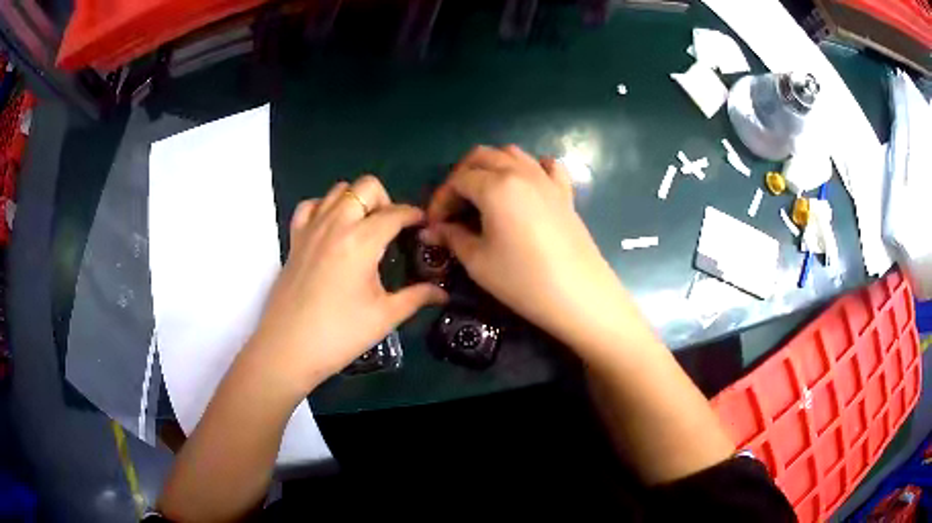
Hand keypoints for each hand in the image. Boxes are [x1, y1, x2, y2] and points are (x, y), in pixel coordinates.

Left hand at [252, 175, 446, 389]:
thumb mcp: (384, 316)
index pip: (395, 213)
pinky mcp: (294, 239)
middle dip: (385, 200)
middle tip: (391, 229)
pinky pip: (311, 205)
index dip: (414, 215)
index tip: (423, 225)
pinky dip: (325, 207)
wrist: (288, 349)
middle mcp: (336, 224)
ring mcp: (311, 228)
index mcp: (361, 240)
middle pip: (366, 187)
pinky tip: (332, 229)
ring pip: (338, 190)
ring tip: (363, 228)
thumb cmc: (340, 334)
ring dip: (356, 201)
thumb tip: (442, 293)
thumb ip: (416, 297)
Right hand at [427, 145, 634, 350]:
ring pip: (512, 154)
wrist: (579, 295)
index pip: (457, 180)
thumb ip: (452, 238)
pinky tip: (525, 187)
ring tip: (483, 195)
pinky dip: (530, 168)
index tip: (434, 224)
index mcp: (495, 186)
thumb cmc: (523, 280)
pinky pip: (546, 166)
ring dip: (491, 167)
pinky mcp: (565, 193)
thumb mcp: (478, 262)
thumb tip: (432, 230)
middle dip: (461, 176)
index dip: (440, 199)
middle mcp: (520, 172)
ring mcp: (546, 180)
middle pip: (482, 156)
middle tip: (454, 206)